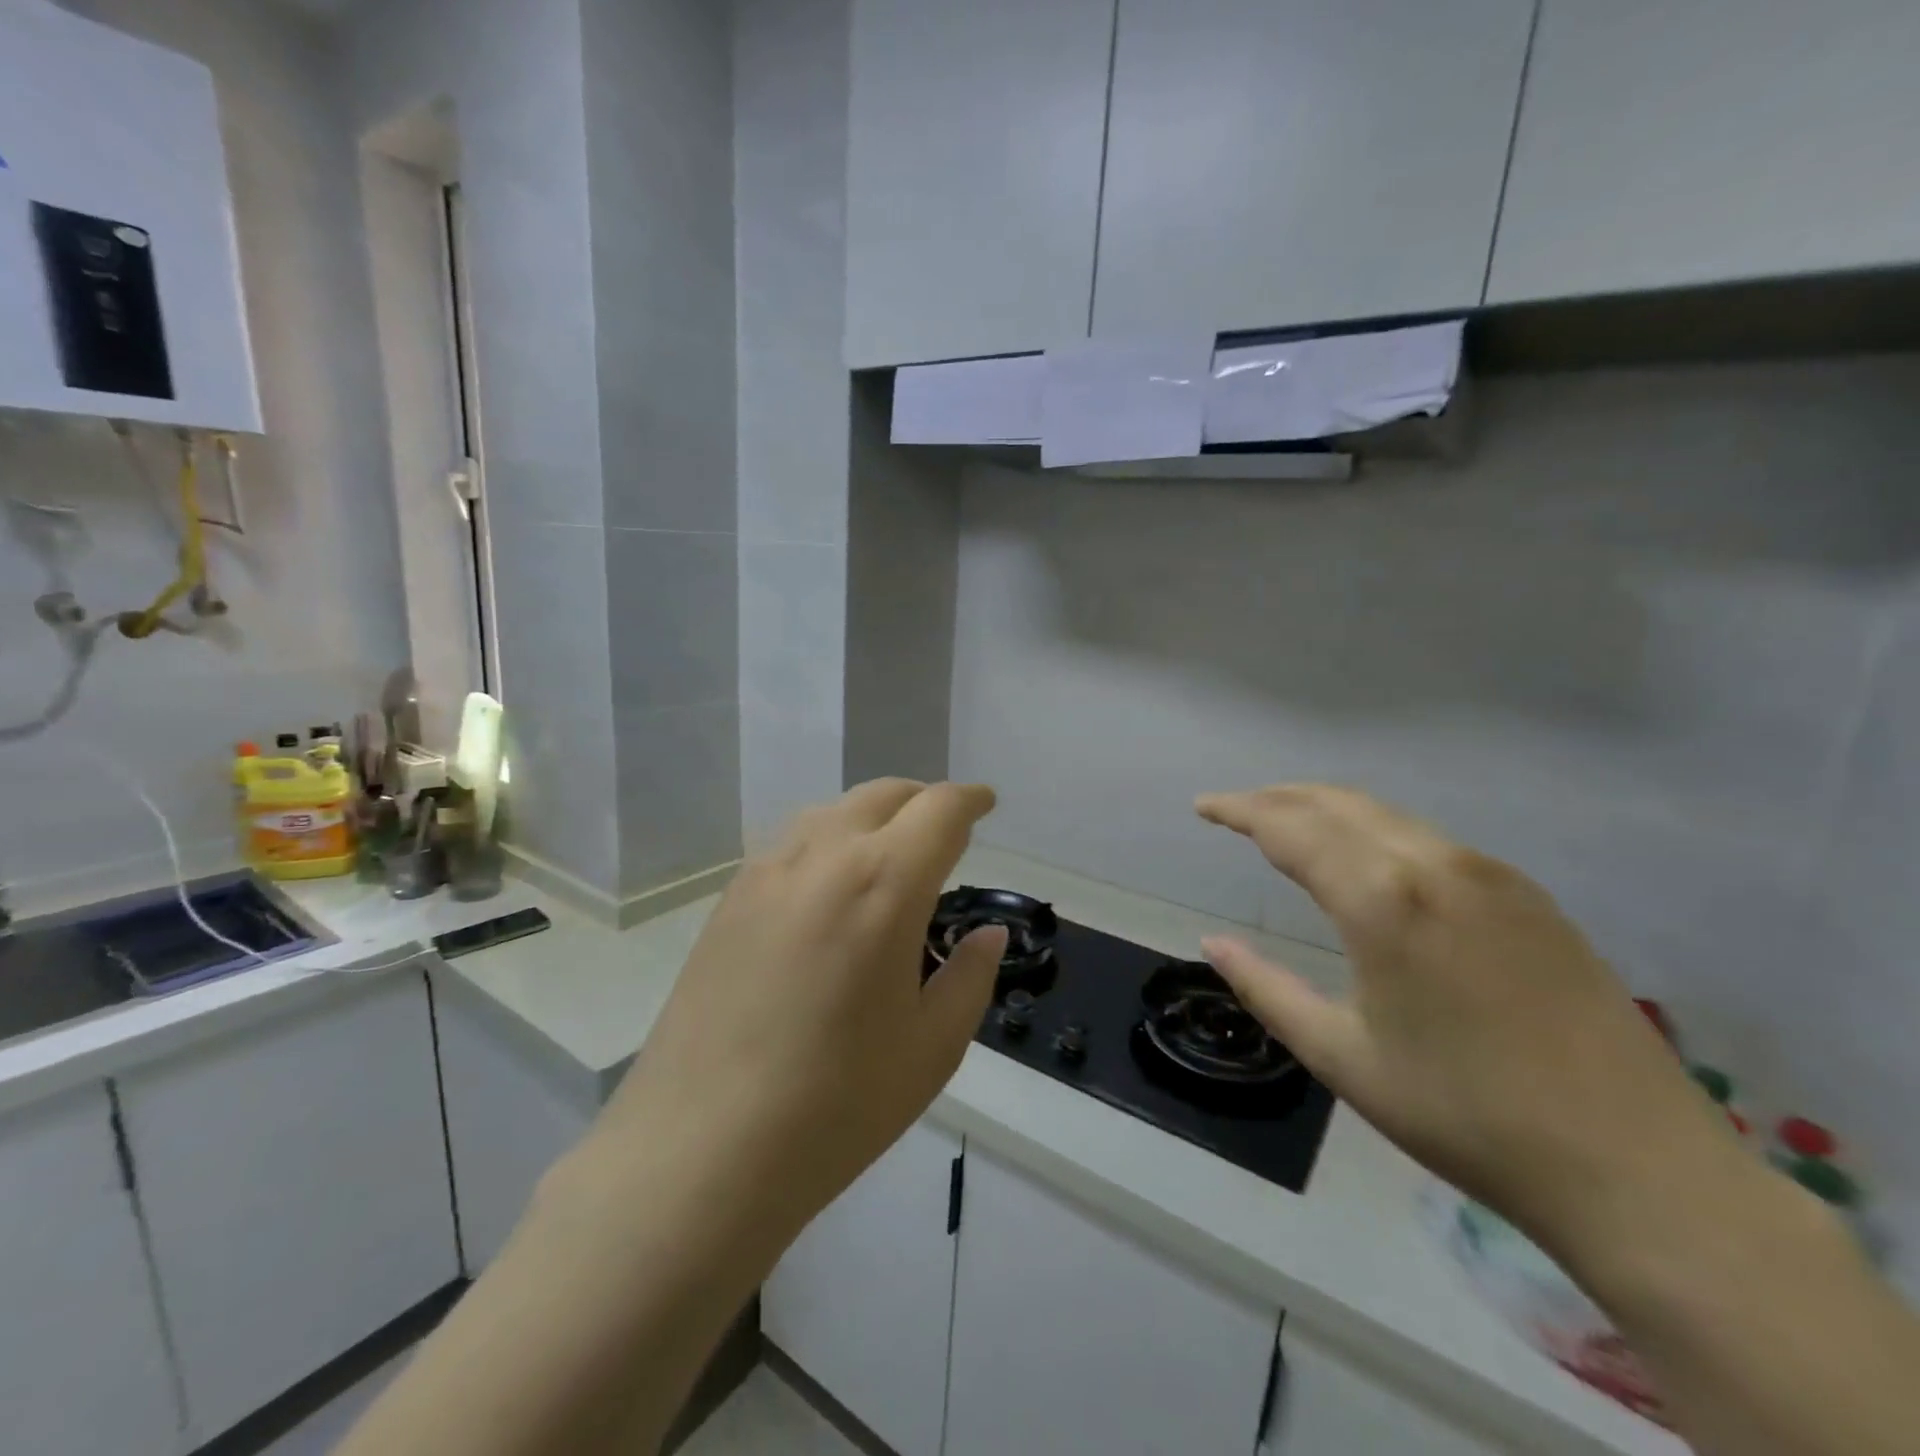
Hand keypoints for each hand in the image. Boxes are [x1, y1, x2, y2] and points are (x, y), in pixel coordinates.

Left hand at [602, 779, 1005, 1233]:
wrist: (698, 1152)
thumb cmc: (835, 1105)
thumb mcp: (931, 1048)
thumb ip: (969, 977)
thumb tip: (986, 934)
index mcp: (883, 884)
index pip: (938, 810)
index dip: (969, 800)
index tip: (985, 805)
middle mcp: (823, 857)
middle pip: (883, 795)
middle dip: (923, 802)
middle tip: (945, 833)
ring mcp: (765, 873)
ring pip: (832, 811)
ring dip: (873, 817)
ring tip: (890, 857)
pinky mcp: (728, 900)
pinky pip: (791, 844)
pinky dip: (828, 842)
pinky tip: (830, 889)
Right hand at [1195, 785, 1734, 1258]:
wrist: (1636, 1168)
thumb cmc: (1465, 1115)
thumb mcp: (1341, 1057)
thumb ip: (1266, 989)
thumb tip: (1213, 944)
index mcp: (1383, 900)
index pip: (1290, 828)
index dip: (1239, 810)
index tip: (1203, 805)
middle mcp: (1435, 865)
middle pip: (1337, 803)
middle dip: (1278, 798)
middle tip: (1236, 808)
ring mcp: (1491, 875)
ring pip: (1386, 814)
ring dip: (1327, 809)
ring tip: (1288, 825)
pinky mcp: (1529, 896)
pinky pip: (1429, 839)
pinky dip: (1376, 831)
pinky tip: (1368, 860)